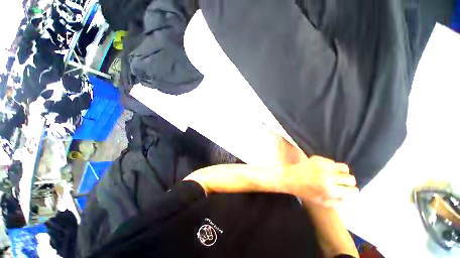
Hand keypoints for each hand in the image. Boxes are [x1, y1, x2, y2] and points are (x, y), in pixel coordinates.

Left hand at [275, 136, 358, 205]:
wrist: (289, 177)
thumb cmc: (304, 191)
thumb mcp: (321, 202)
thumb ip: (337, 201)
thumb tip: (349, 197)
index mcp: (329, 190)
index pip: (352, 190)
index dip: (353, 192)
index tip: (351, 191)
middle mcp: (327, 176)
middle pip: (350, 178)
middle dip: (349, 182)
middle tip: (344, 183)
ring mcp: (322, 166)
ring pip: (344, 167)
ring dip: (343, 173)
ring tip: (337, 175)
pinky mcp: (317, 158)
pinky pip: (332, 161)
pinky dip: (332, 166)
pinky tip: (326, 170)